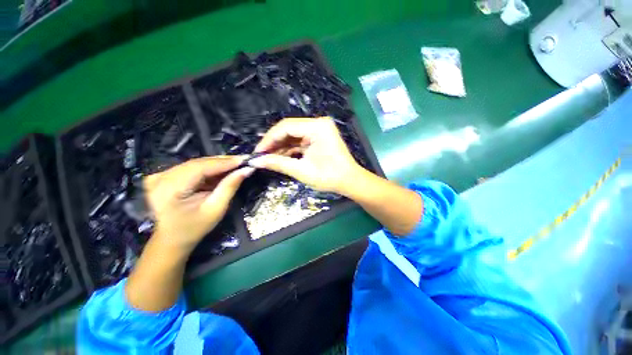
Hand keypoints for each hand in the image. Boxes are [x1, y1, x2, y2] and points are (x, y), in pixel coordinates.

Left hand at [143, 156, 253, 252]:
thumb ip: (230, 187)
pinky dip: (209, 168)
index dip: (225, 162)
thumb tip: (247, 170)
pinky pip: (192, 168)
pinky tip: (223, 170)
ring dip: (218, 164)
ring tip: (236, 165)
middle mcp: (160, 177)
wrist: (171, 239)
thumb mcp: (216, 209)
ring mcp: (160, 175)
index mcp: (168, 189)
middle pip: (198, 163)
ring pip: (196, 163)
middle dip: (223, 162)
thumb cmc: (194, 228)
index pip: (200, 167)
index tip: (245, 159)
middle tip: (244, 161)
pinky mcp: (164, 176)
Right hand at [249, 117, 361, 193]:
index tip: (257, 152)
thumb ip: (278, 163)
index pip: (286, 127)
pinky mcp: (319, 137)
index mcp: (317, 127)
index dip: (269, 139)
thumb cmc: (329, 177)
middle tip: (261, 155)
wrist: (350, 182)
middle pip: (289, 129)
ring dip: (281, 146)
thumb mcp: (302, 171)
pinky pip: (300, 140)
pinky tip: (280, 156)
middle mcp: (318, 123)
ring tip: (268, 157)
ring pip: (293, 135)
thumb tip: (255, 162)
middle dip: (274, 142)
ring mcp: (319, 130)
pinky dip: (290, 148)